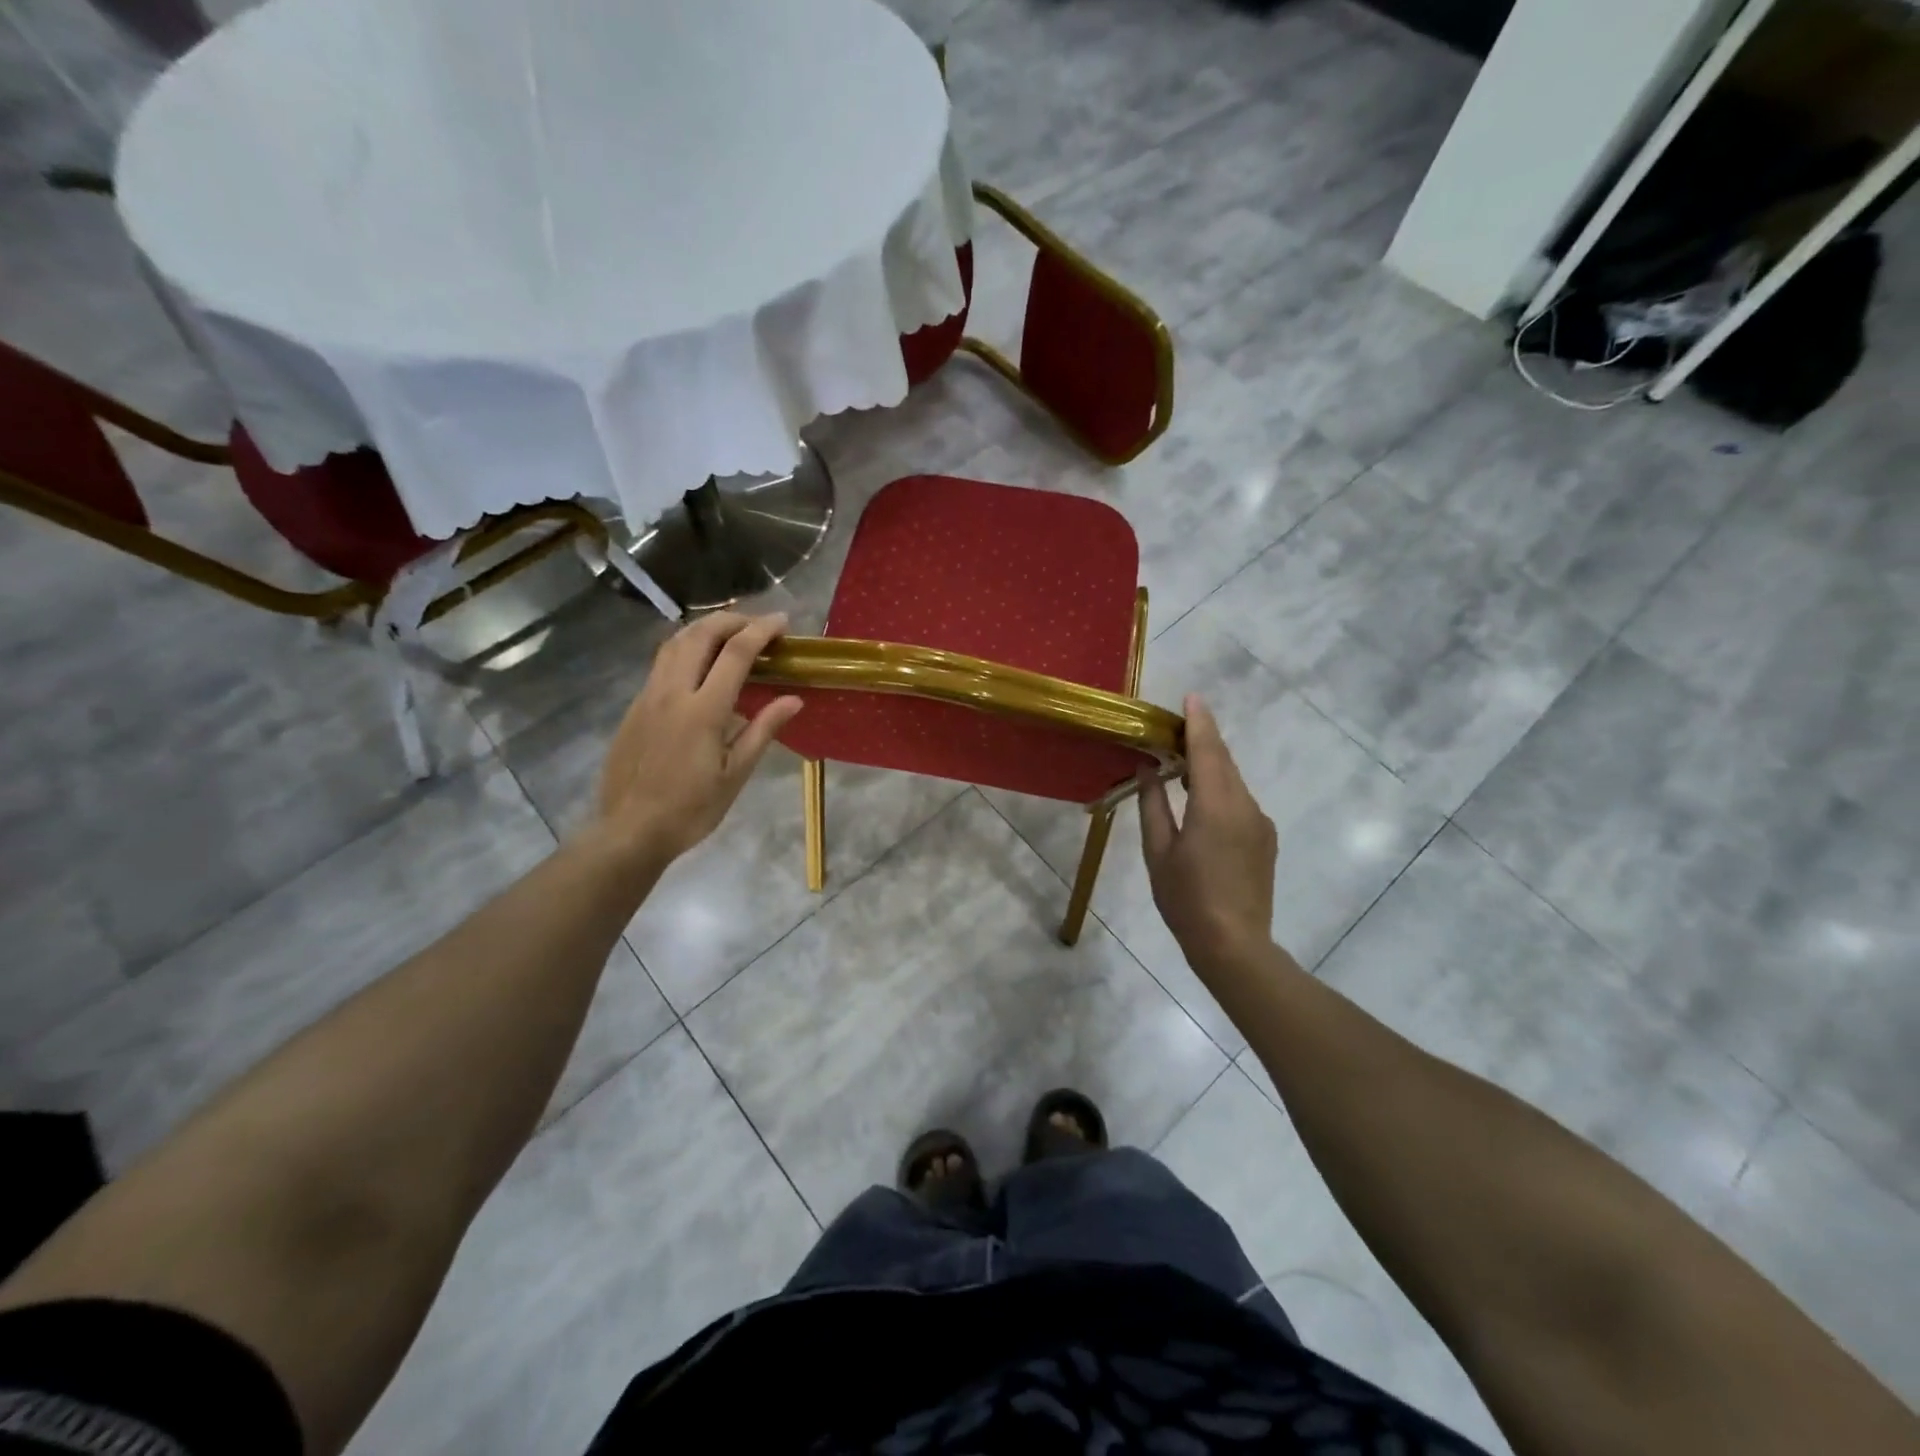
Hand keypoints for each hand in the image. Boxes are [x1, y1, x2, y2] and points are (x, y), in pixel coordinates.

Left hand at [593, 612, 802, 864]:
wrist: (630, 830)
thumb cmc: (691, 809)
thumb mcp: (736, 774)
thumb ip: (763, 730)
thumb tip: (794, 699)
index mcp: (704, 711)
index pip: (736, 653)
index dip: (761, 630)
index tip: (782, 622)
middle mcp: (673, 692)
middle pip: (700, 634)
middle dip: (732, 619)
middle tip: (757, 624)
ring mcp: (648, 696)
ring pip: (674, 643)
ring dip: (705, 628)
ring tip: (730, 633)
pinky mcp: (635, 706)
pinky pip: (662, 662)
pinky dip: (686, 648)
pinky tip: (700, 664)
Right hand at [1139, 696, 1278, 976]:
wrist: (1234, 945)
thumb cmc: (1185, 899)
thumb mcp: (1158, 851)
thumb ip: (1153, 805)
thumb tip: (1147, 770)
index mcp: (1216, 806)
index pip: (1208, 751)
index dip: (1198, 722)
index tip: (1191, 696)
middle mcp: (1245, 805)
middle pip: (1223, 761)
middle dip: (1201, 740)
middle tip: (1171, 730)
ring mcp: (1259, 822)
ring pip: (1232, 780)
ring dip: (1208, 765)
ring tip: (1178, 763)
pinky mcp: (1264, 837)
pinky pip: (1239, 800)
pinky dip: (1218, 788)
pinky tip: (1198, 800)